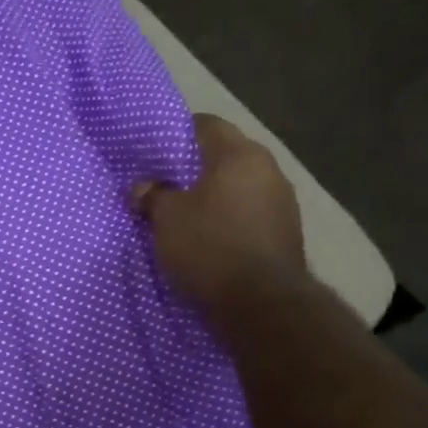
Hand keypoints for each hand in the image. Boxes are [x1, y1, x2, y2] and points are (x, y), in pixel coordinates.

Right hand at [133, 114, 307, 309]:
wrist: (261, 302)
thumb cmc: (209, 247)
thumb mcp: (166, 220)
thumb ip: (153, 195)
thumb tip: (142, 186)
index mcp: (239, 154)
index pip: (206, 125)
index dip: (177, 135)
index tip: (154, 153)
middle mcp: (268, 168)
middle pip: (224, 157)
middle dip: (195, 169)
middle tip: (164, 186)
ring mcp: (282, 201)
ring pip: (238, 186)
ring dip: (214, 197)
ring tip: (185, 214)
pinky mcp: (285, 231)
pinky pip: (248, 213)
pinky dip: (228, 219)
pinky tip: (209, 237)